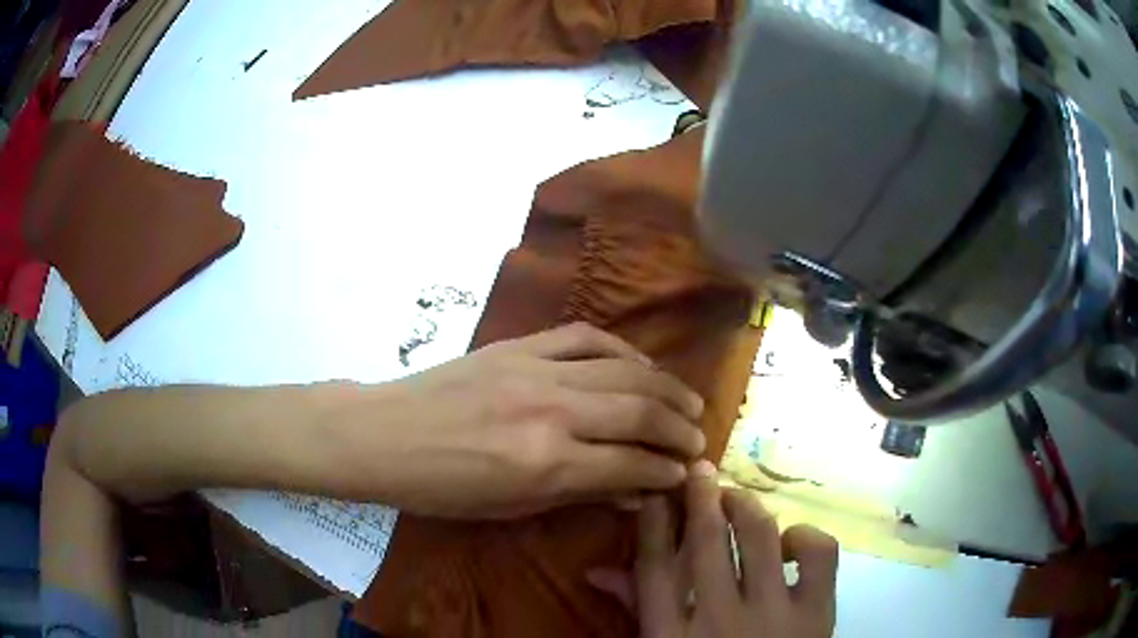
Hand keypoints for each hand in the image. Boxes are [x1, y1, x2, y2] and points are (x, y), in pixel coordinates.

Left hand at [357, 323, 706, 517]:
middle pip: (641, 411)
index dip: (665, 471)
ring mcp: (537, 369)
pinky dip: (623, 350)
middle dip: (679, 428)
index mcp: (547, 463)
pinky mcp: (520, 346)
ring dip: (666, 387)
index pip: (632, 463)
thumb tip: (636, 492)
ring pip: (624, 370)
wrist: (383, 434)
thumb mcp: (510, 507)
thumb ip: (580, 493)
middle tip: (698, 439)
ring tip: (689, 403)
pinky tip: (641, 365)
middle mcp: (553, 411)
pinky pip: (586, 337)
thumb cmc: (441, 487)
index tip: (684, 474)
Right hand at [589, 462, 838, 636]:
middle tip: (699, 469)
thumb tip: (598, 569)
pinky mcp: (818, 612)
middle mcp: (719, 620)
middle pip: (706, 542)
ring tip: (737, 500)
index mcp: (672, 636)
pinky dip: (804, 537)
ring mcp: (774, 615)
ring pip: (760, 537)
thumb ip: (636, 610)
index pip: (655, 567)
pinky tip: (790, 544)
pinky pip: (819, 554)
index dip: (655, 521)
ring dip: (746, 507)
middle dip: (701, 496)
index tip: (657, 491)